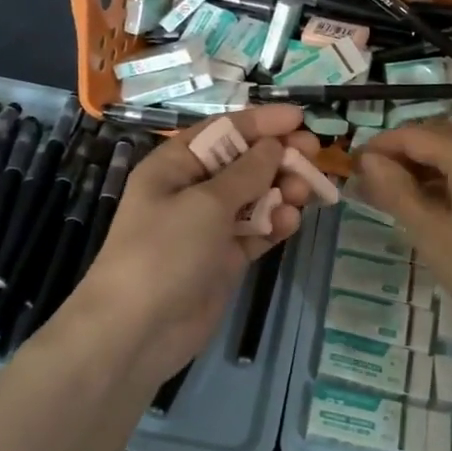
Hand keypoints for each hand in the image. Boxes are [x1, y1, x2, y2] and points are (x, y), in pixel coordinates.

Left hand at [67, 105, 322, 389]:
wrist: (137, 331)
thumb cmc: (164, 251)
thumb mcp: (206, 203)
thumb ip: (246, 172)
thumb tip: (273, 145)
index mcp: (174, 166)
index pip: (223, 132)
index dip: (261, 122)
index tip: (300, 119)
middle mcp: (191, 191)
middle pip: (243, 164)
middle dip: (277, 157)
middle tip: (314, 155)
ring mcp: (208, 227)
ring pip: (254, 198)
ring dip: (281, 191)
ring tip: (305, 192)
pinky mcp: (224, 259)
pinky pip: (256, 232)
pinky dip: (274, 225)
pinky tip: (292, 222)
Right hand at [356, 124, 451, 328]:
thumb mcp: (429, 232)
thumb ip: (395, 190)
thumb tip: (367, 161)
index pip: (414, 135)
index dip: (380, 146)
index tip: (354, 164)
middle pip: (439, 136)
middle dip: (402, 152)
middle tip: (372, 178)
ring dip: (426, 162)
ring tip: (398, 189)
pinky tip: (435, 196)